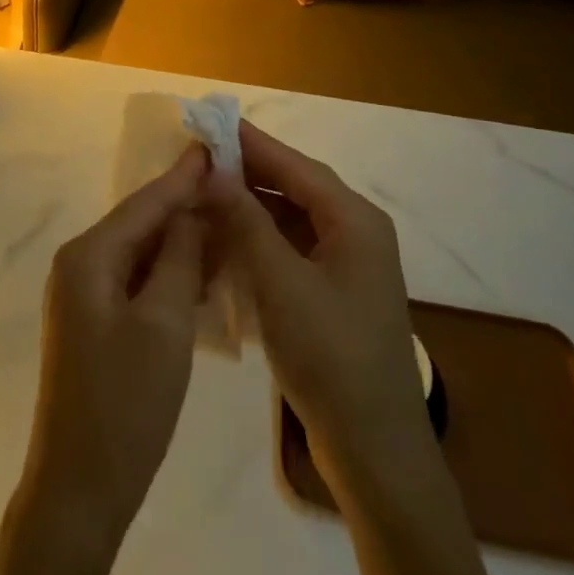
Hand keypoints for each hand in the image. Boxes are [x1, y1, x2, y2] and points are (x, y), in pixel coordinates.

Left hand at [15, 144, 208, 562]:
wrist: (80, 488)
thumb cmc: (125, 404)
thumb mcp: (164, 323)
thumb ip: (179, 258)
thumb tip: (191, 212)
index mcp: (89, 256)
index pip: (145, 202)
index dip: (183, 176)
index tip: (216, 147)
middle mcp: (80, 265)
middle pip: (141, 222)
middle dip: (186, 205)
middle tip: (233, 184)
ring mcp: (85, 295)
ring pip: (142, 252)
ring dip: (182, 240)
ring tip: (229, 220)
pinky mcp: (96, 322)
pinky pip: (138, 280)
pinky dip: (170, 272)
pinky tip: (205, 270)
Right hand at [205, 122, 428, 485]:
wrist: (375, 449)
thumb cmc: (331, 357)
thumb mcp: (280, 284)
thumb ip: (246, 222)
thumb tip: (213, 171)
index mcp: (355, 221)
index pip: (296, 166)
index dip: (252, 144)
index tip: (210, 124)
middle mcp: (356, 233)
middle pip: (296, 188)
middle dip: (248, 174)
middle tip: (198, 161)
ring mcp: (347, 266)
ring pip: (292, 220)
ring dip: (251, 208)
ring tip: (204, 196)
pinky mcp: (335, 293)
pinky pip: (293, 250)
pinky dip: (260, 241)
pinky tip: (227, 242)